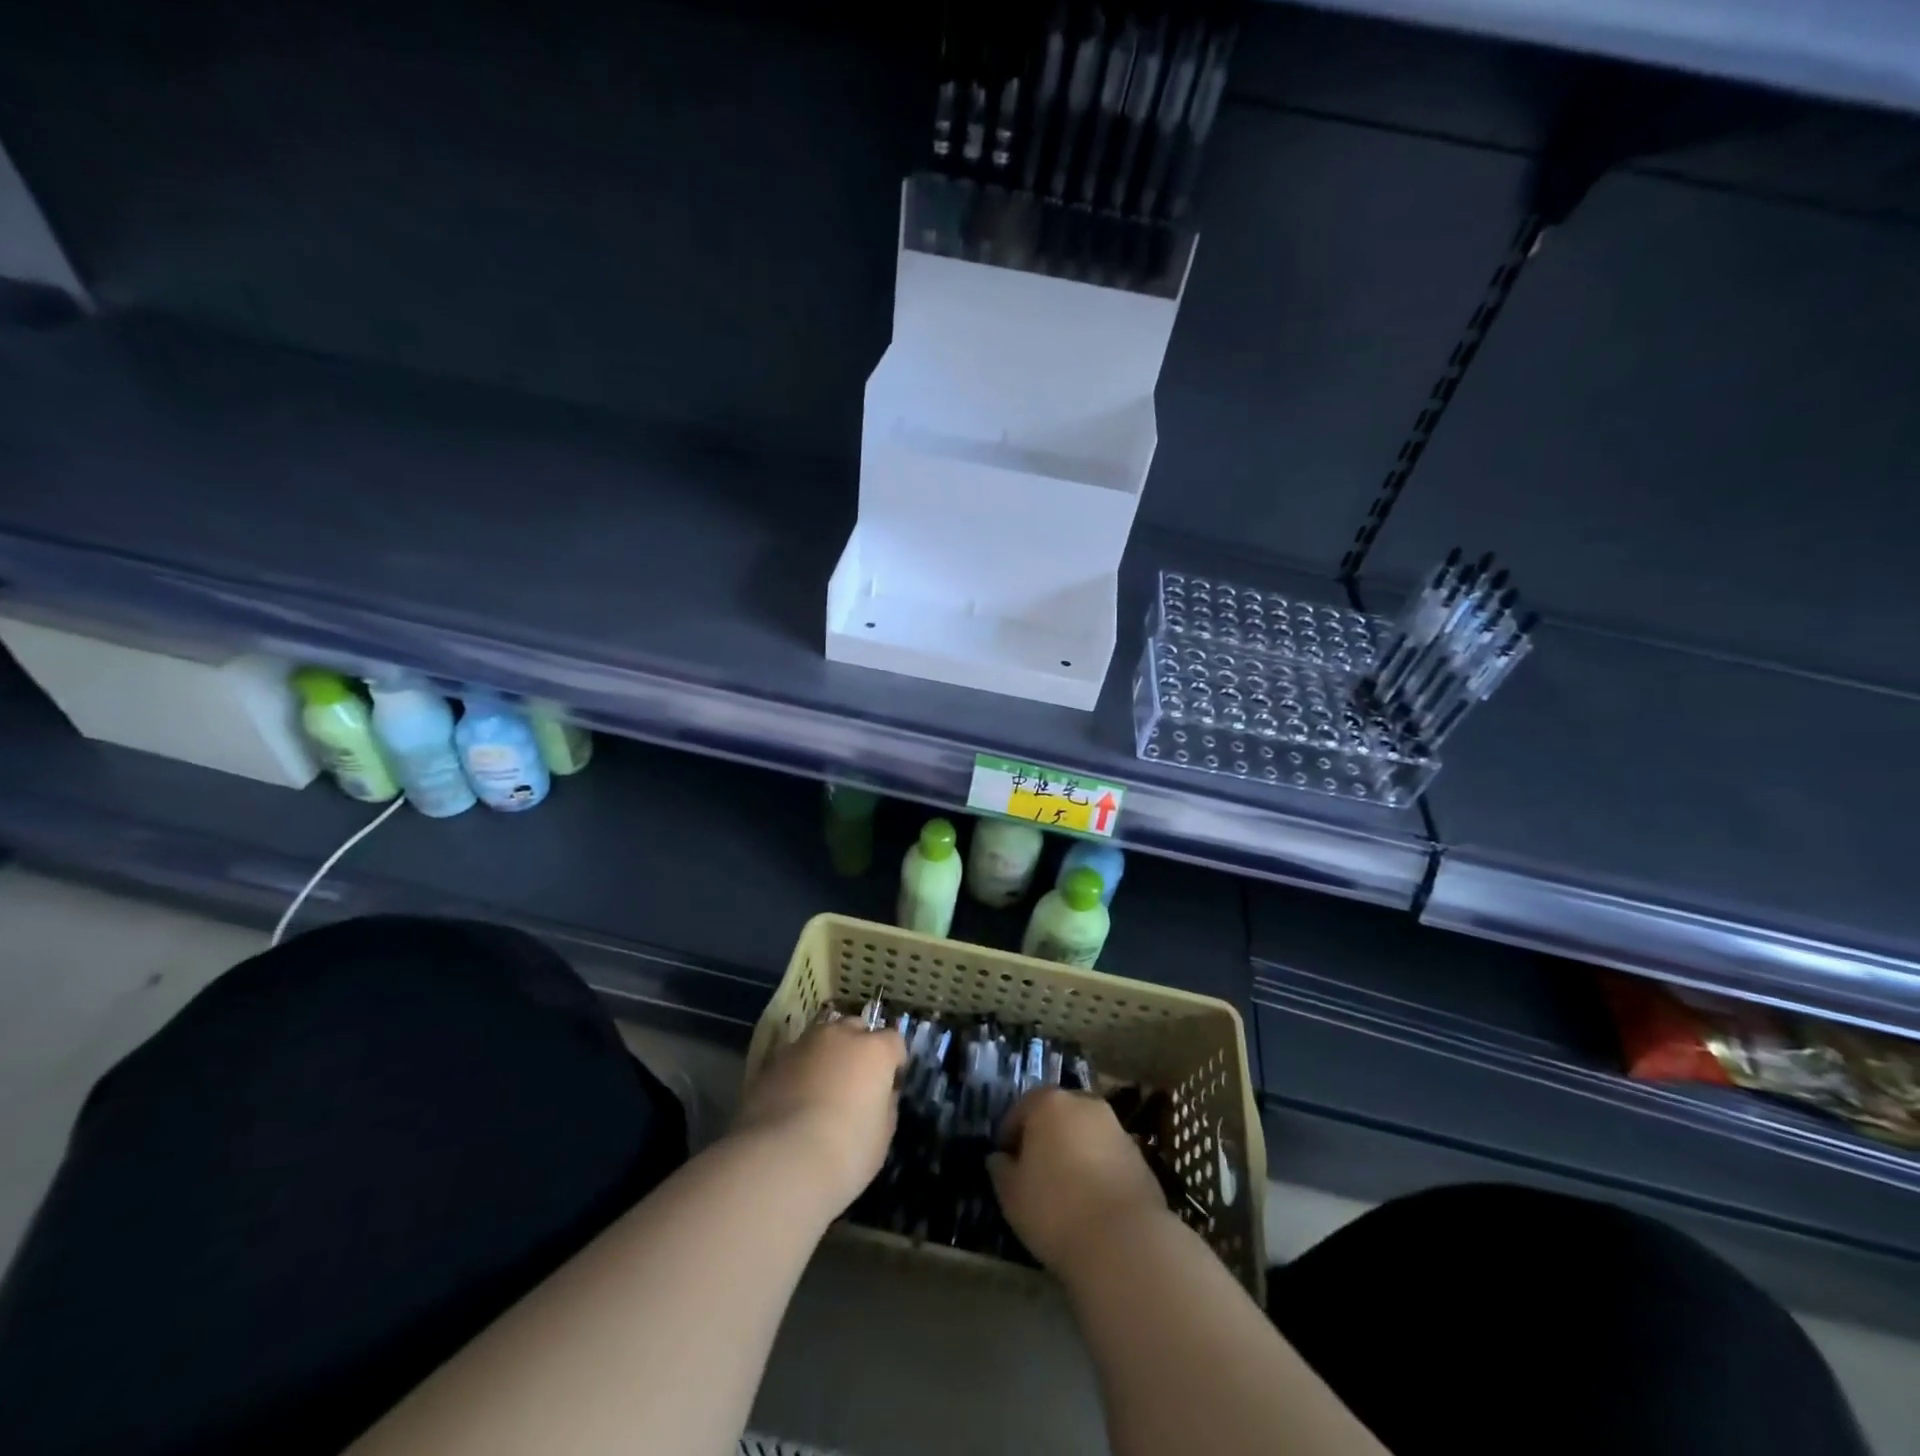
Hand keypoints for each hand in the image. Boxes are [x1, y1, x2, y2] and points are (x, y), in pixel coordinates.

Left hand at [732, 1019, 904, 1215]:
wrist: (779, 1161)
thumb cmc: (845, 1152)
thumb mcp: (882, 1135)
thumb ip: (884, 1104)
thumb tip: (878, 1094)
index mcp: (874, 1050)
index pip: (893, 1041)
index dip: (894, 1062)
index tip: (890, 1086)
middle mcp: (839, 1036)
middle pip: (855, 1028)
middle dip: (859, 1047)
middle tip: (855, 1082)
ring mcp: (802, 1045)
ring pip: (821, 1040)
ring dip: (826, 1056)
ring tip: (821, 1090)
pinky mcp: (771, 1062)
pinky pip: (794, 1060)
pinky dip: (798, 1072)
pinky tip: (793, 1103)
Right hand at [988, 1088, 1168, 1276]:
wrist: (1124, 1240)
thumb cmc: (1055, 1209)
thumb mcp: (1011, 1194)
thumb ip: (1000, 1169)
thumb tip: (999, 1158)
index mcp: (1049, 1102)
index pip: (1021, 1109)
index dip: (1009, 1135)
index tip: (1005, 1162)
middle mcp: (1084, 1103)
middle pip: (1056, 1115)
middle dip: (1044, 1137)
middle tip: (1033, 1171)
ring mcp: (1115, 1127)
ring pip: (1083, 1133)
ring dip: (1072, 1151)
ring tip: (1064, 1188)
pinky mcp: (1139, 1154)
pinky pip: (1106, 1154)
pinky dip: (1096, 1167)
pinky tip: (1090, 1200)